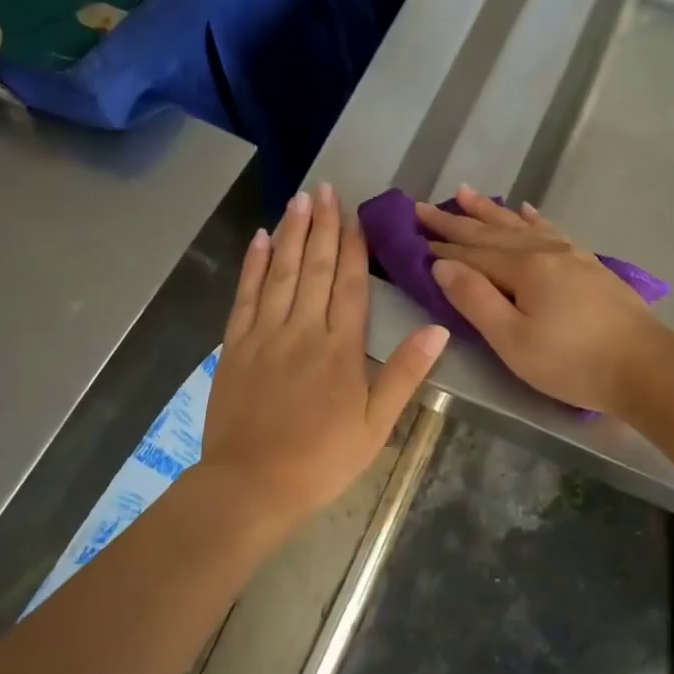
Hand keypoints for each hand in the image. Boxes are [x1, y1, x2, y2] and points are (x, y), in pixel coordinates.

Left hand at [203, 184, 448, 535]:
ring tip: (300, 199)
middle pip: (316, 268)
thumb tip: (438, 329)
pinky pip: (245, 296)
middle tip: (326, 189)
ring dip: (292, 233)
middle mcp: (302, 330)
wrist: (252, 485)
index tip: (356, 215)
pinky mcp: (235, 347)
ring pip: (281, 273)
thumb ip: (404, 374)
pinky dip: (253, 265)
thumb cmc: (322, 460)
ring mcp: (264, 335)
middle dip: (323, 226)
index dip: (354, 247)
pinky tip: (260, 240)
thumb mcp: (375, 426)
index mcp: (340, 349)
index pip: (351, 285)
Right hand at [418, 187, 673, 415]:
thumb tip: (441, 266)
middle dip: (456, 220)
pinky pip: (552, 230)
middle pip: (491, 233)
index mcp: (523, 269)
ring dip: (490, 211)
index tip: (412, 230)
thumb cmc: (573, 362)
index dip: (441, 245)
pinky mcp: (589, 266)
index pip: (471, 253)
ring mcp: (571, 255)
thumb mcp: (513, 341)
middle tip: (423, 206)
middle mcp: (545, 251)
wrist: (646, 367)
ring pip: (520, 226)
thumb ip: (475, 300)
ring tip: (465, 193)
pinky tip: (526, 210)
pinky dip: (534, 219)